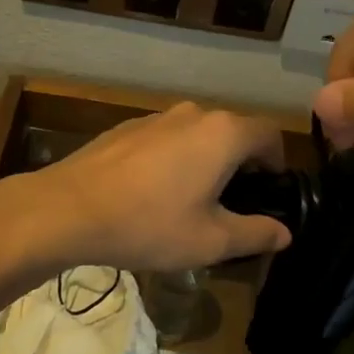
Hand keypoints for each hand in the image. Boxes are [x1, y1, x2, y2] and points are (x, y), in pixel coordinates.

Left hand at [21, 103, 292, 271]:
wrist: (68, 209)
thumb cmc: (149, 224)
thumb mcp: (210, 240)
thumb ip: (255, 233)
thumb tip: (284, 233)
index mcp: (223, 133)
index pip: (269, 135)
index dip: (277, 162)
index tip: (269, 193)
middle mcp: (194, 113)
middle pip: (233, 132)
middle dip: (241, 164)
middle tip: (232, 205)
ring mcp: (157, 116)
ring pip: (197, 134)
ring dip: (206, 160)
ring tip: (191, 201)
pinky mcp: (127, 127)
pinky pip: (166, 139)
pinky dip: (174, 159)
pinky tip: (152, 193)